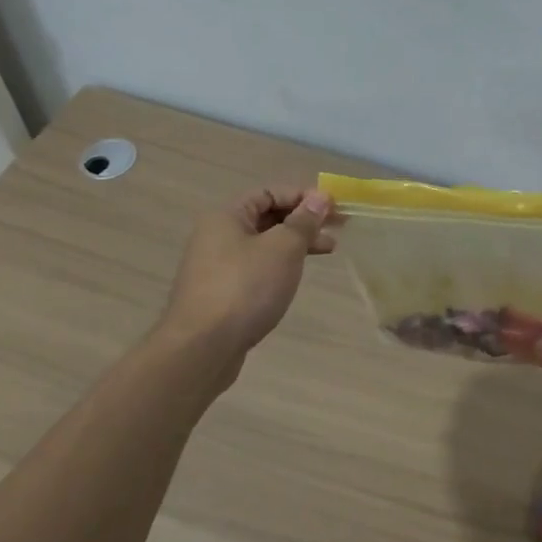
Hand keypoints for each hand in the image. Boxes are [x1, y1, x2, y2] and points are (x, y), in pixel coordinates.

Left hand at [160, 187, 334, 353]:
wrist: (202, 348)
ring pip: (265, 244)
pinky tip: (297, 275)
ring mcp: (217, 267)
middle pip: (267, 217)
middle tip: (339, 227)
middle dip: (304, 220)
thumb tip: (320, 197)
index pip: (270, 193)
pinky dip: (281, 265)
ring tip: (329, 250)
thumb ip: (303, 221)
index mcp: (227, 216)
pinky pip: (257, 268)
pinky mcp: (222, 294)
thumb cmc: (246, 287)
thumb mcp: (283, 248)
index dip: (304, 196)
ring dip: (297, 243)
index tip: (334, 207)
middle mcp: (217, 236)